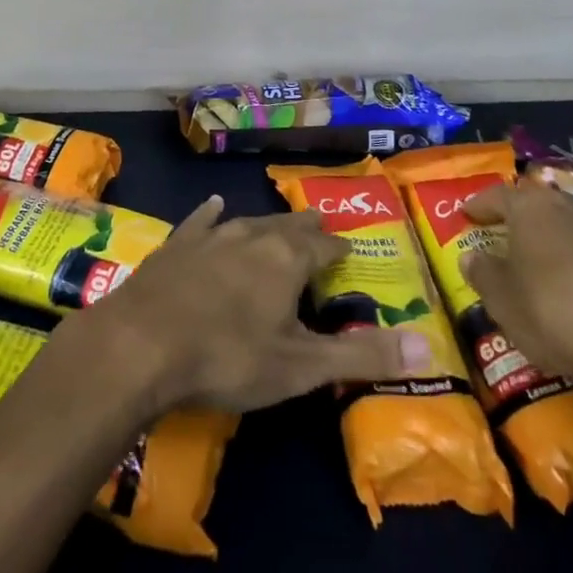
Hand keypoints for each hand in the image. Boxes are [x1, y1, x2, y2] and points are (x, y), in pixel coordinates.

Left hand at [68, 196, 430, 414]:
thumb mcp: (302, 367)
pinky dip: (211, 215)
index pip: (324, 245)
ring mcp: (211, 235)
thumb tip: (429, 348)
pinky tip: (214, 206)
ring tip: (279, 223)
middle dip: (307, 229)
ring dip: (267, 224)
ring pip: (249, 221)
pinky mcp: (176, 244)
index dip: (339, 249)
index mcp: (287, 258)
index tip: (349, 252)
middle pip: (288, 225)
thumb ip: (362, 356)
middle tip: (319, 229)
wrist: (143, 342)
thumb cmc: (229, 356)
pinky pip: (201, 221)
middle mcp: (253, 234)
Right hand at [460, 182, 572, 393]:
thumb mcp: (502, 300)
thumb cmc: (554, 312)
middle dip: (522, 221)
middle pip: (539, 207)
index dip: (479, 206)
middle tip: (507, 239)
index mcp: (531, 206)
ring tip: (548, 264)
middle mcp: (572, 205)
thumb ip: (482, 273)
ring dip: (559, 240)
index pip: (497, 196)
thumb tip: (472, 257)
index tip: (467, 216)